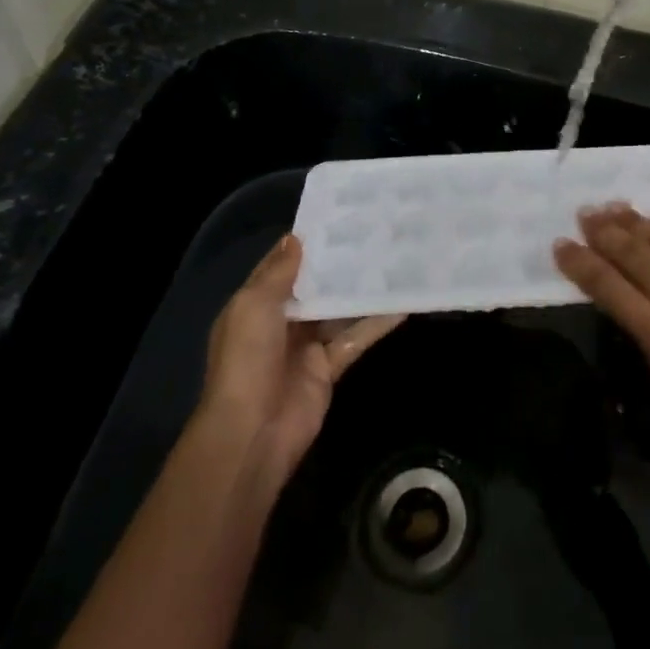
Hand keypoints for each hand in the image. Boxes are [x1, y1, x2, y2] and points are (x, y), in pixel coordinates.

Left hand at [195, 235, 402, 491]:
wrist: (253, 431)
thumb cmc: (247, 359)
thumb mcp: (254, 306)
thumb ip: (278, 272)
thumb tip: (296, 237)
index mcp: (255, 304)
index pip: (281, 266)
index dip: (306, 243)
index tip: (338, 217)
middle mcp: (281, 321)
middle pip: (315, 286)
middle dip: (339, 264)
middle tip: (375, 232)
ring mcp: (306, 345)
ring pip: (338, 310)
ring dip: (361, 290)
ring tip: (394, 260)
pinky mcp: (329, 367)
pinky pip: (355, 338)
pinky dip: (376, 323)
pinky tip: (402, 304)